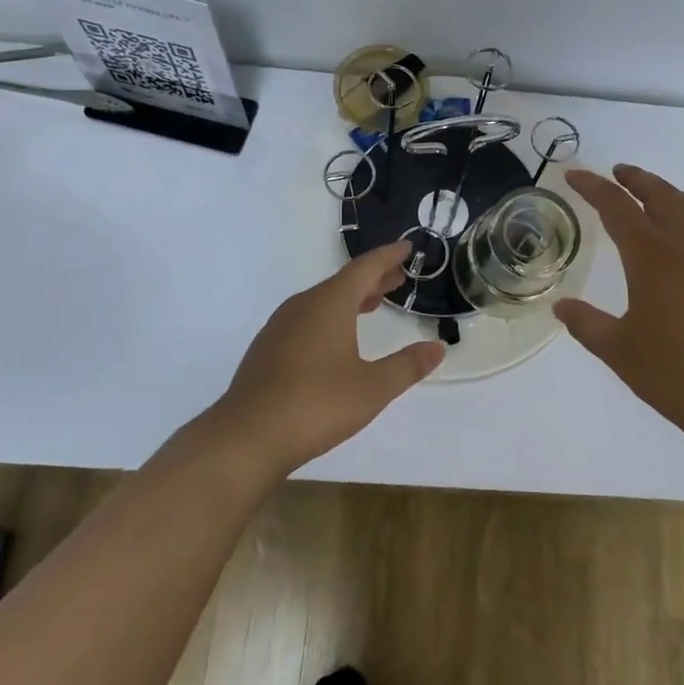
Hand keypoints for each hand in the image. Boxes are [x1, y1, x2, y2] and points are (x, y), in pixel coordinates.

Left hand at [214, 241, 446, 477]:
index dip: (388, 256)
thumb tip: (437, 348)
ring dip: (352, 297)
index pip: (365, 268)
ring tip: (374, 302)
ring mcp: (281, 326)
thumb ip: (406, 366)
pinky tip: (337, 337)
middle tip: (399, 277)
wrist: (246, 437)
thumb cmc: (316, 405)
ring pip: (323, 300)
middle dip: (373, 277)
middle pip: (344, 281)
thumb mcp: (372, 388)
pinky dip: (331, 315)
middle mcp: (303, 305)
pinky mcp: (268, 348)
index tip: (407, 247)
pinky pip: (307, 317)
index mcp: (330, 303)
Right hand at [555, 165, 683, 440]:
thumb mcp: (619, 351)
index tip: (575, 175)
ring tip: (650, 193)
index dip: (593, 188)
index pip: (618, 209)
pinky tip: (680, 239)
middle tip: (616, 172)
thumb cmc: (675, 374)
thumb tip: (561, 307)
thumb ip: (587, 324)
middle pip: (661, 196)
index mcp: (653, 259)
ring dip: (666, 193)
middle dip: (636, 179)